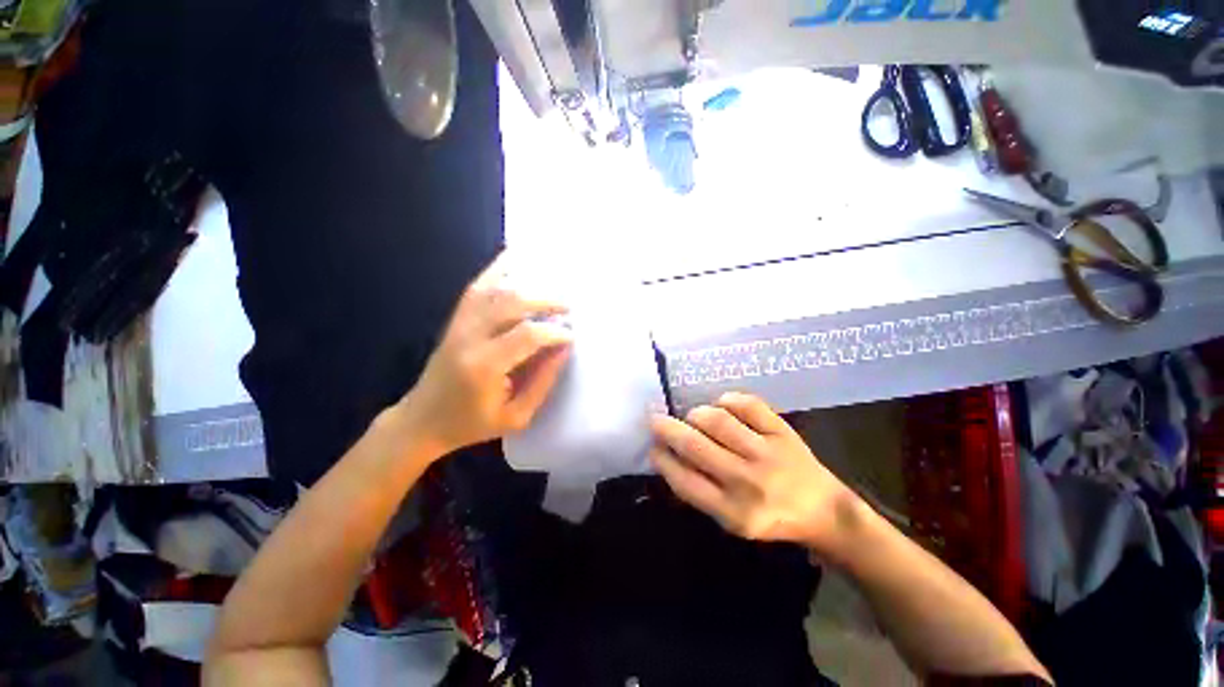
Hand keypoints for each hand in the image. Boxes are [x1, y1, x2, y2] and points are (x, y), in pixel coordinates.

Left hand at [403, 254, 572, 456]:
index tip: (571, 336)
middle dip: (546, 300)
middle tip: (568, 306)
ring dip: (528, 282)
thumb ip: (543, 382)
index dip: (554, 331)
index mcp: (485, 367)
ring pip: (495, 289)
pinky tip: (515, 256)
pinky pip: (477, 287)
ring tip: (552, 283)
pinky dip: (497, 268)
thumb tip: (563, 349)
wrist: (422, 420)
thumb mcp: (516, 417)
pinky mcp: (455, 319)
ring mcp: (459, 324)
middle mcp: (469, 337)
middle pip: (512, 302)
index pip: (527, 335)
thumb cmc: (471, 425)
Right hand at [650, 393, 862, 554]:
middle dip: (667, 429)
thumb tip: (667, 457)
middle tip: (655, 420)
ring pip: (717, 420)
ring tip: (692, 417)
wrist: (824, 511)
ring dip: (696, 415)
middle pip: (695, 445)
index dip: (662, 459)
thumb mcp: (732, 522)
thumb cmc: (771, 518)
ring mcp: (767, 453)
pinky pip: (747, 404)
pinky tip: (722, 407)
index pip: (684, 480)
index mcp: (733, 512)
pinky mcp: (783, 431)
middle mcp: (748, 482)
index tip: (653, 447)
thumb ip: (699, 493)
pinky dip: (727, 400)